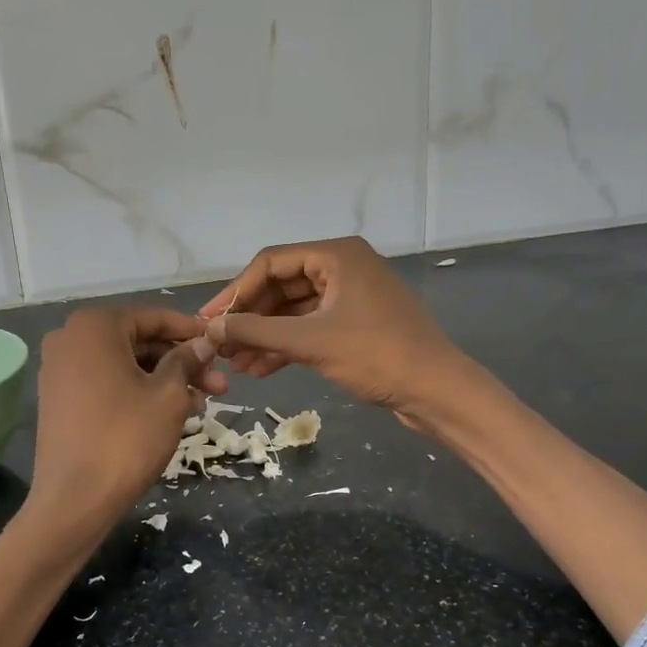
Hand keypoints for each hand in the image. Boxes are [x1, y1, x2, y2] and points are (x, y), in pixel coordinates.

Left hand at [27, 305, 216, 524]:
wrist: (74, 499)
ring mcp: (59, 370)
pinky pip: (106, 383)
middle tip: (218, 385)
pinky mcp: (58, 399)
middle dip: (181, 362)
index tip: (219, 345)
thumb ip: (186, 360)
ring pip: (124, 365)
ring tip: (200, 404)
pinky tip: (168, 413)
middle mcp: (70, 338)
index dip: (191, 331)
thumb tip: (202, 343)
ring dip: (163, 380)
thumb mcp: (168, 395)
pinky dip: (137, 392)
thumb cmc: (126, 438)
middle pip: (138, 342)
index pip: (154, 317)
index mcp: (94, 326)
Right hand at [201, 237, 474, 425]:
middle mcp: (343, 268)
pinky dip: (286, 346)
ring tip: (235, 364)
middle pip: (281, 286)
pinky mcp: (355, 324)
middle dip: (249, 318)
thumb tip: (209, 329)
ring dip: (264, 336)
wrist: (437, 391)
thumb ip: (256, 332)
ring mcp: (350, 297)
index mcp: (336, 255)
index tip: (209, 321)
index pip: (270, 263)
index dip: (235, 292)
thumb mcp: (310, 342)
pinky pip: (310, 328)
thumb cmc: (376, 355)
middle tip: (219, 346)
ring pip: (294, 311)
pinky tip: (260, 369)